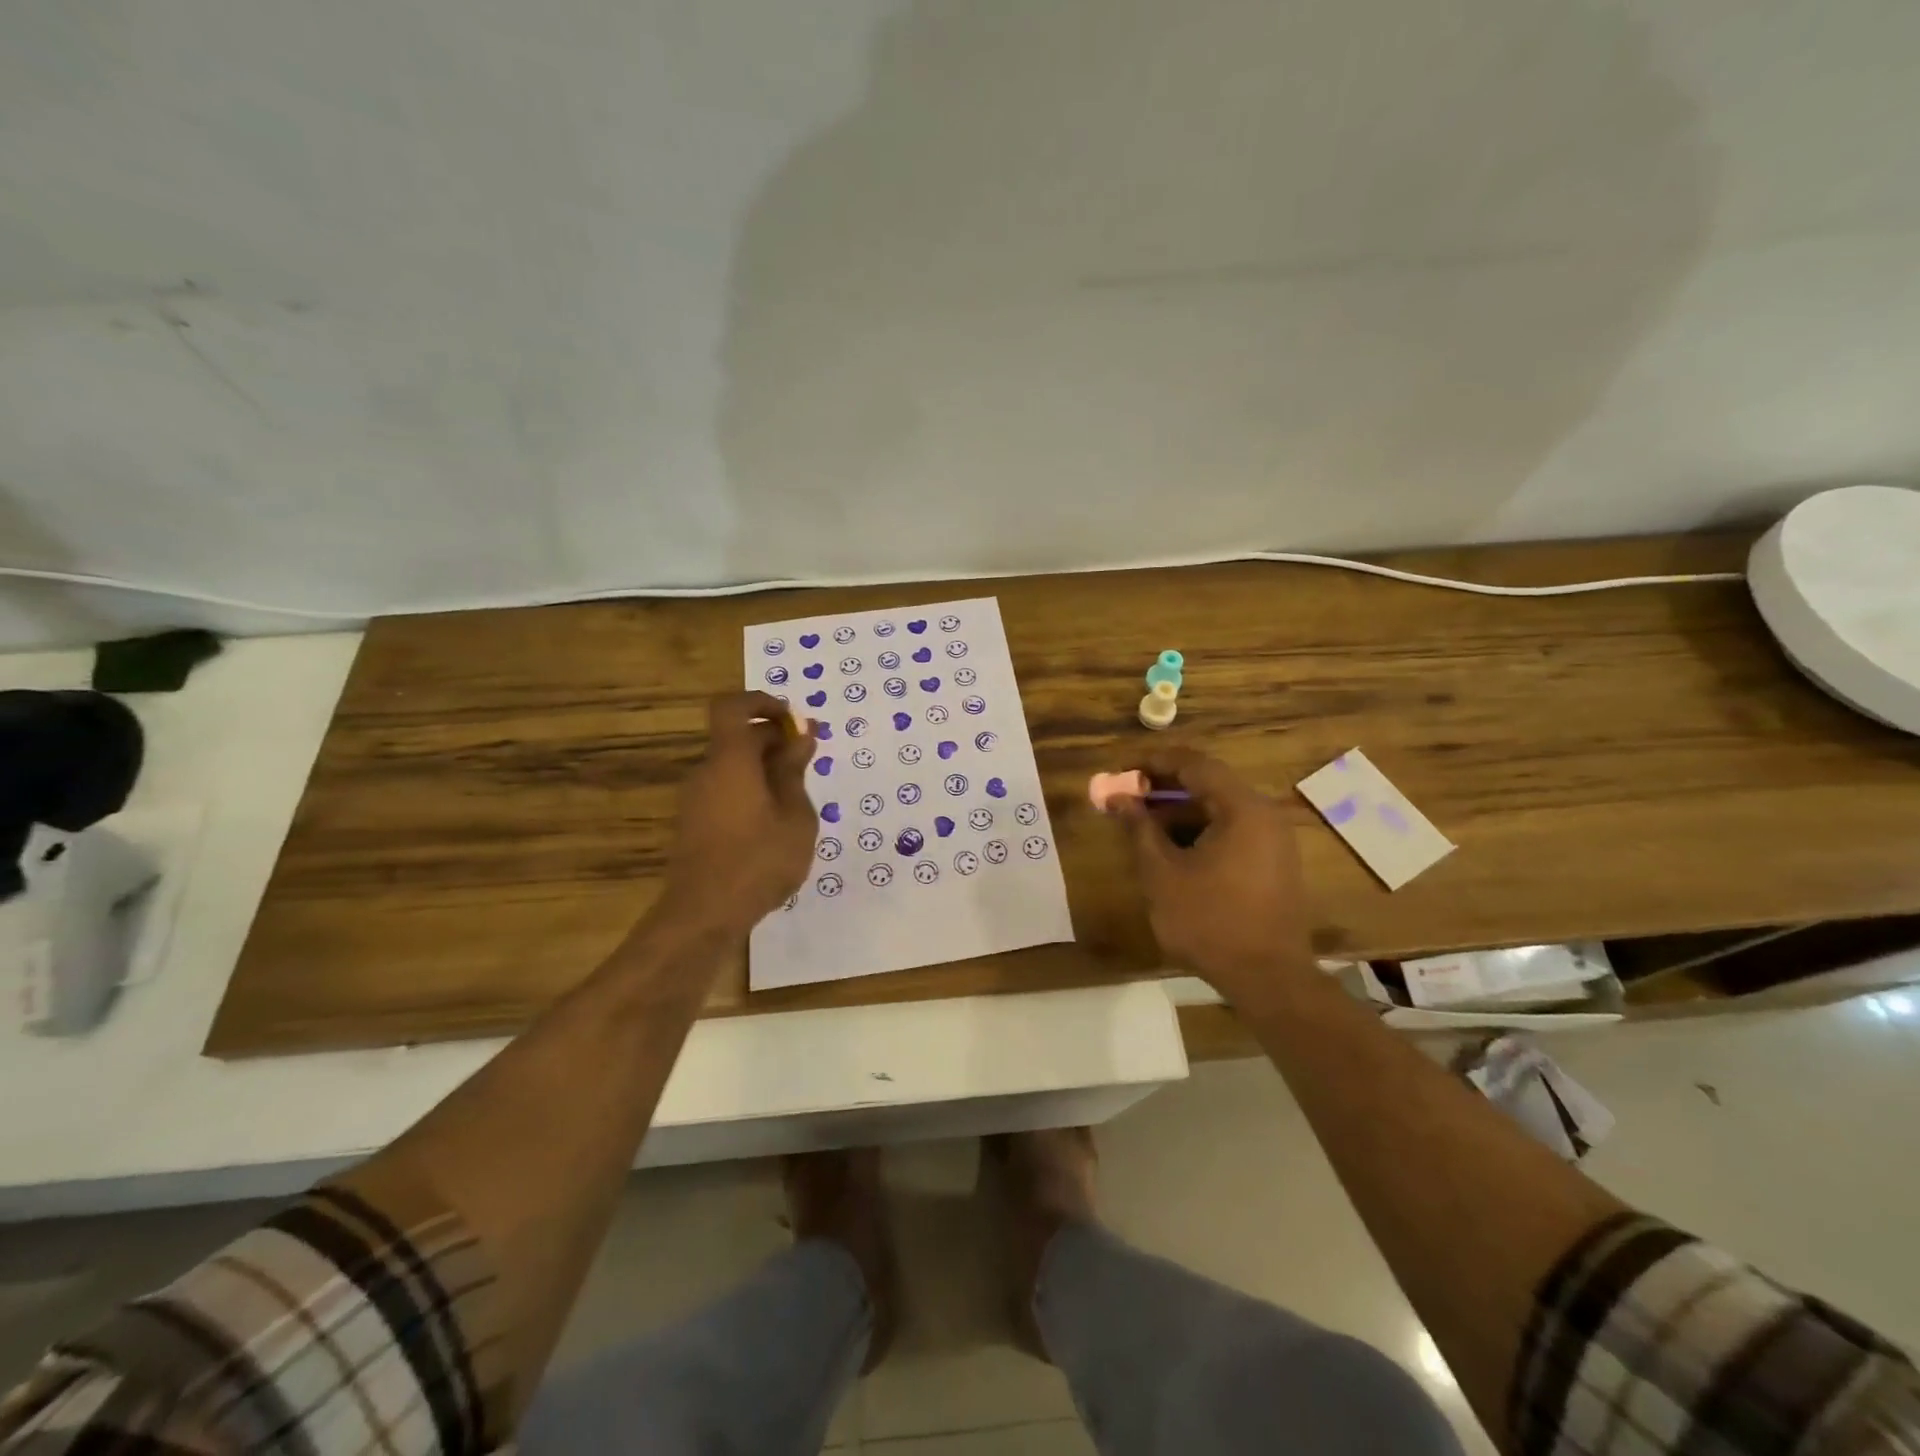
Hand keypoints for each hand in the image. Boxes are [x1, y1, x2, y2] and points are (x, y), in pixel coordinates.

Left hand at [662, 692, 818, 935]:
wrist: (704, 915)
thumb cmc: (759, 861)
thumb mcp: (795, 817)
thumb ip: (794, 772)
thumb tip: (800, 736)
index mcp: (730, 761)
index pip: (732, 707)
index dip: (761, 702)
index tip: (793, 720)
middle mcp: (707, 772)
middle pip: (736, 738)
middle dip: (774, 740)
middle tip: (809, 761)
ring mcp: (695, 799)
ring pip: (733, 766)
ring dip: (765, 769)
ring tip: (798, 799)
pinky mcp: (693, 824)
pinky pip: (725, 790)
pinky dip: (751, 791)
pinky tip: (775, 824)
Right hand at [1117, 747, 1312, 1000]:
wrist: (1268, 979)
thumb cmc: (1209, 921)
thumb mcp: (1162, 873)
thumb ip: (1139, 828)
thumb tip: (1118, 797)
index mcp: (1242, 808)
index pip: (1195, 764)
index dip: (1154, 762)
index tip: (1123, 770)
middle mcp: (1265, 815)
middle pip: (1210, 784)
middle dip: (1165, 788)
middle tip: (1128, 796)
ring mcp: (1274, 841)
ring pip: (1220, 810)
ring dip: (1181, 811)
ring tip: (1143, 824)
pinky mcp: (1274, 865)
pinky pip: (1233, 832)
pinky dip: (1201, 831)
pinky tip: (1173, 850)